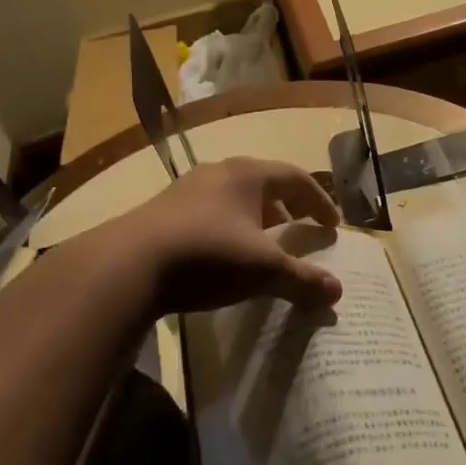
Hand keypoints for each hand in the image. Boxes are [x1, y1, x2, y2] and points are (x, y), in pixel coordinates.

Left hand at [111, 157, 342, 316]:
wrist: (128, 265)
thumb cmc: (208, 255)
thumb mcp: (263, 270)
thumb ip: (302, 279)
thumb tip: (337, 292)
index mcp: (249, 174)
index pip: (296, 178)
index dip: (319, 201)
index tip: (333, 225)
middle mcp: (219, 172)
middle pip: (265, 183)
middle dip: (288, 207)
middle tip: (302, 229)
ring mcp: (188, 189)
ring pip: (235, 198)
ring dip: (257, 218)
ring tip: (265, 245)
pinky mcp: (164, 211)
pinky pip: (210, 212)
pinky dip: (230, 228)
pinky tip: (225, 255)